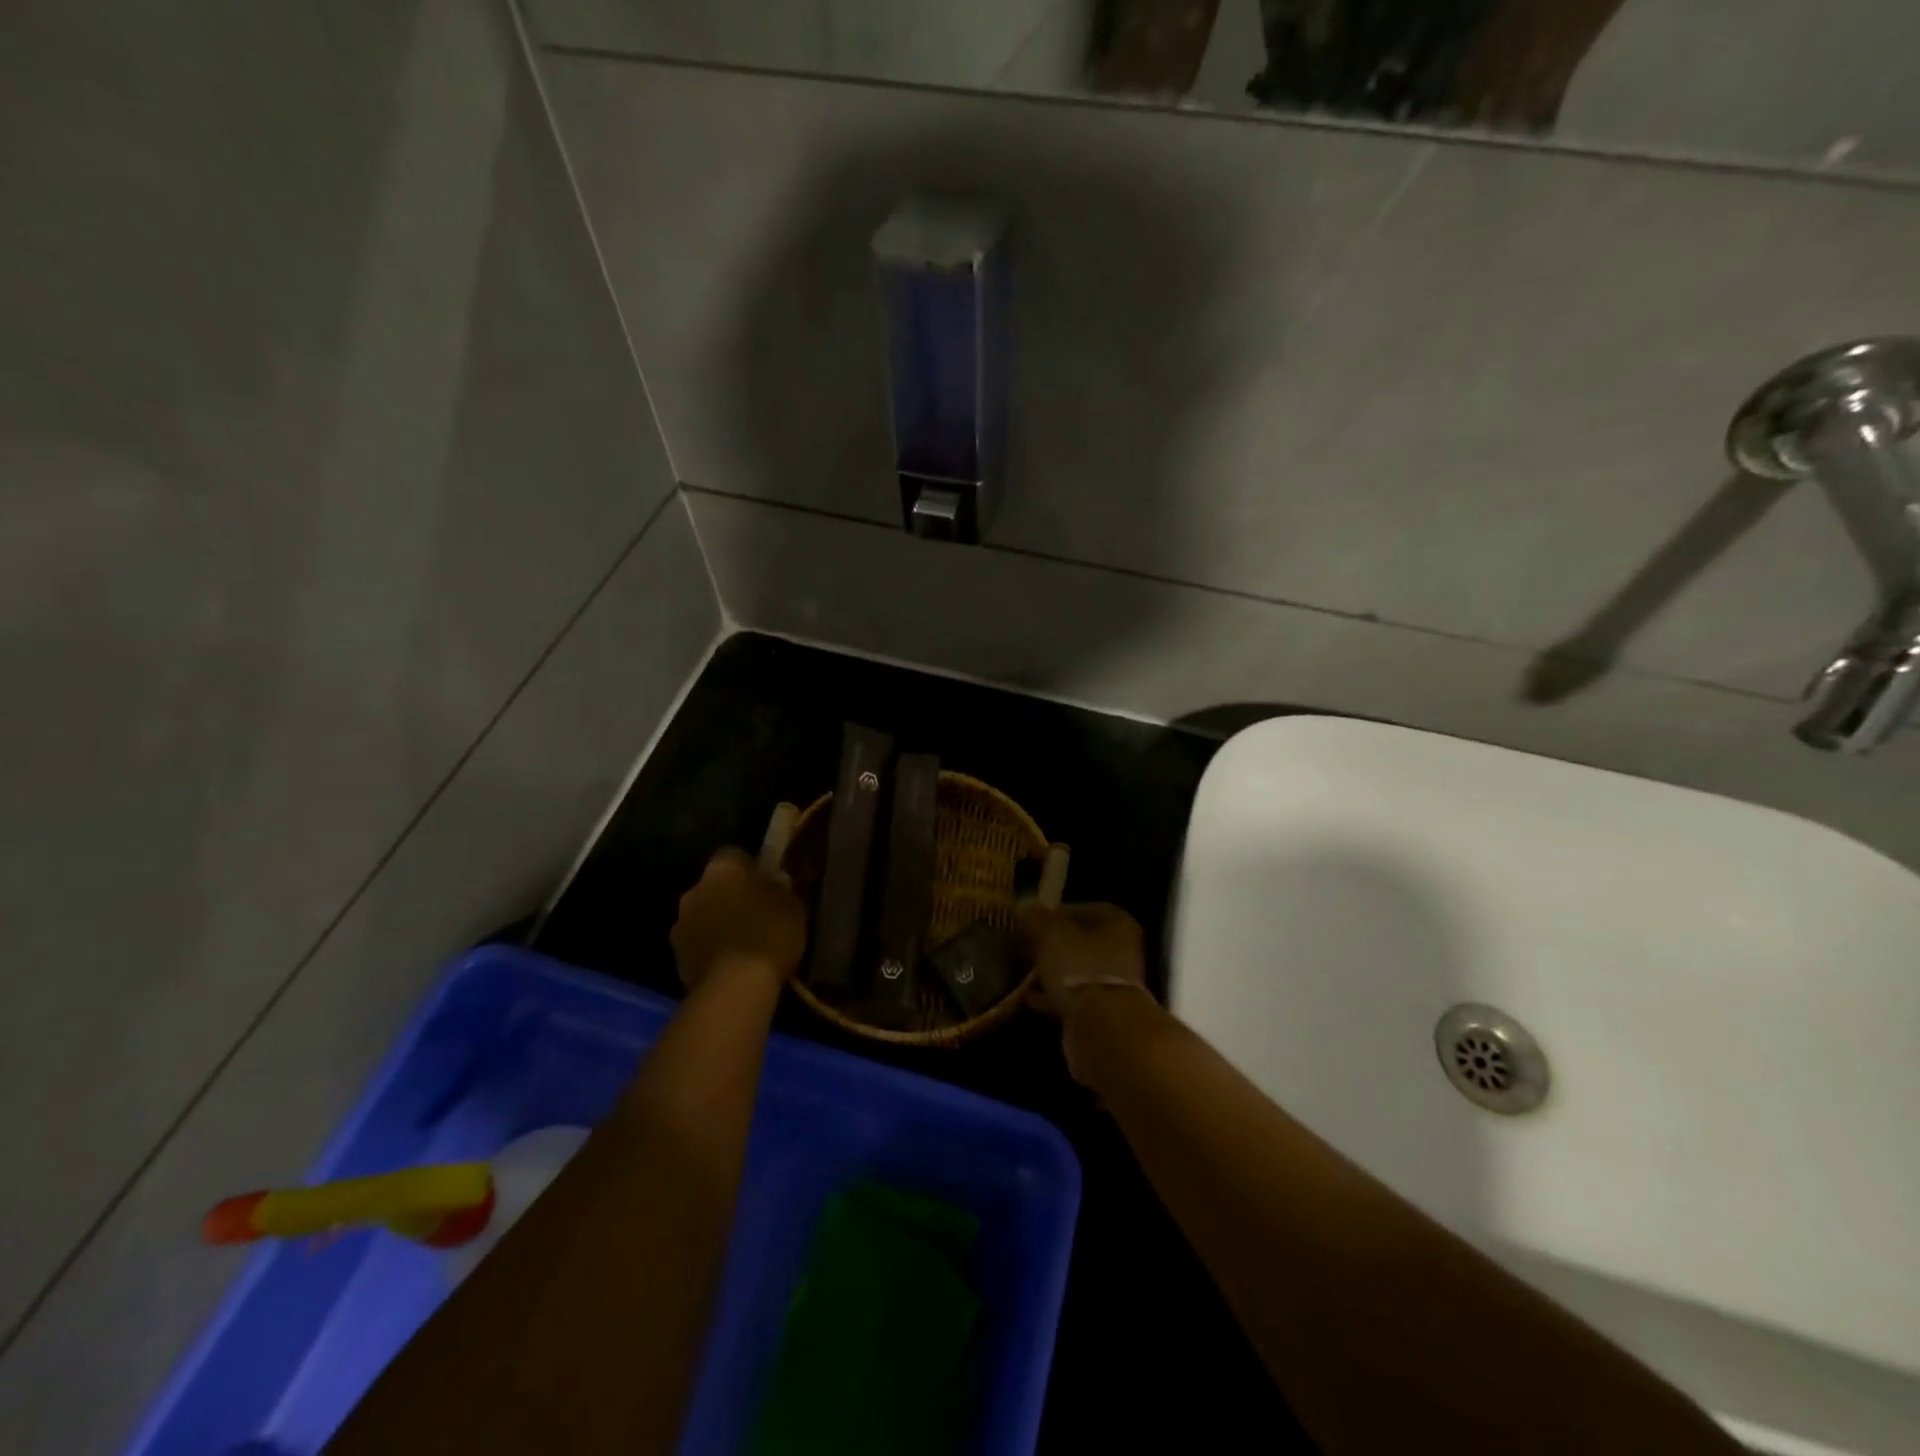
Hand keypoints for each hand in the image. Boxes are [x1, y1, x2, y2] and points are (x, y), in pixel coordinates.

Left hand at [671, 849, 806, 989]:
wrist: (735, 985)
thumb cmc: (770, 933)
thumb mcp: (792, 904)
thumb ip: (778, 887)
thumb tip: (773, 882)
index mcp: (722, 868)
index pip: (734, 855)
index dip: (751, 868)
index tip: (767, 883)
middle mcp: (694, 889)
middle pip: (715, 886)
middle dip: (731, 896)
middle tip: (756, 914)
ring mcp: (680, 924)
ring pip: (703, 915)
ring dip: (718, 923)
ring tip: (743, 943)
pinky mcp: (676, 957)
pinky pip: (698, 944)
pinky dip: (711, 949)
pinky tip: (732, 964)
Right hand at [1020, 902, 1154, 1086]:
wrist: (1103, 1028)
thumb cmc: (1080, 968)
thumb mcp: (1050, 934)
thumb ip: (1036, 917)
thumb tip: (1026, 908)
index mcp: (1116, 922)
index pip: (1080, 908)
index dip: (1052, 913)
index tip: (1028, 922)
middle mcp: (1120, 949)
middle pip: (1078, 940)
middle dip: (1050, 944)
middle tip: (1022, 946)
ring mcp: (1113, 982)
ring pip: (1075, 969)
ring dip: (1051, 970)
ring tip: (1022, 971)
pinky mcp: (1102, 1011)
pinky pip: (1072, 996)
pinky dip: (1052, 995)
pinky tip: (1028, 997)